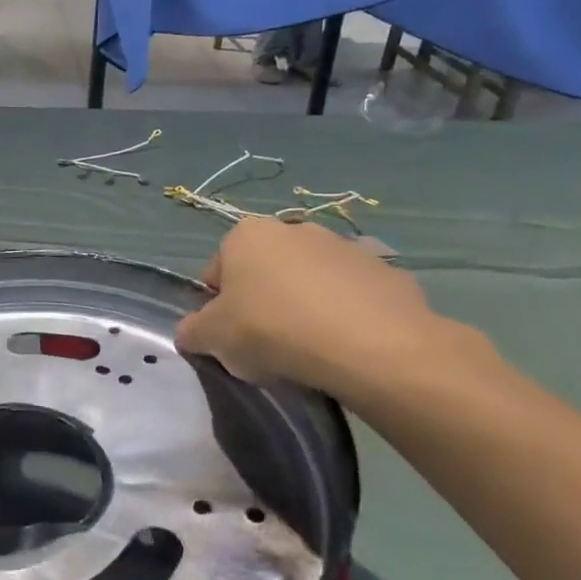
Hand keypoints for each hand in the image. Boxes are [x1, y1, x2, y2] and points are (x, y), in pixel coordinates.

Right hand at [175, 218, 473, 405]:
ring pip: (312, 281)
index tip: (230, 338)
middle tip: (268, 345)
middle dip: (264, 301)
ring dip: (307, 306)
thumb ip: (192, 331)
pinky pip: (355, 296)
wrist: (373, 346)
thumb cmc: (274, 331)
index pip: (217, 271)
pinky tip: (349, 347)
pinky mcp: (388, 271)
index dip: (217, 307)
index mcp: (246, 234)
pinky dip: (349, 315)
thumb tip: (191, 332)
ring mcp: (346, 246)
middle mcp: (295, 228)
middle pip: (266, 271)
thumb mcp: (212, 339)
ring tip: (312, 351)